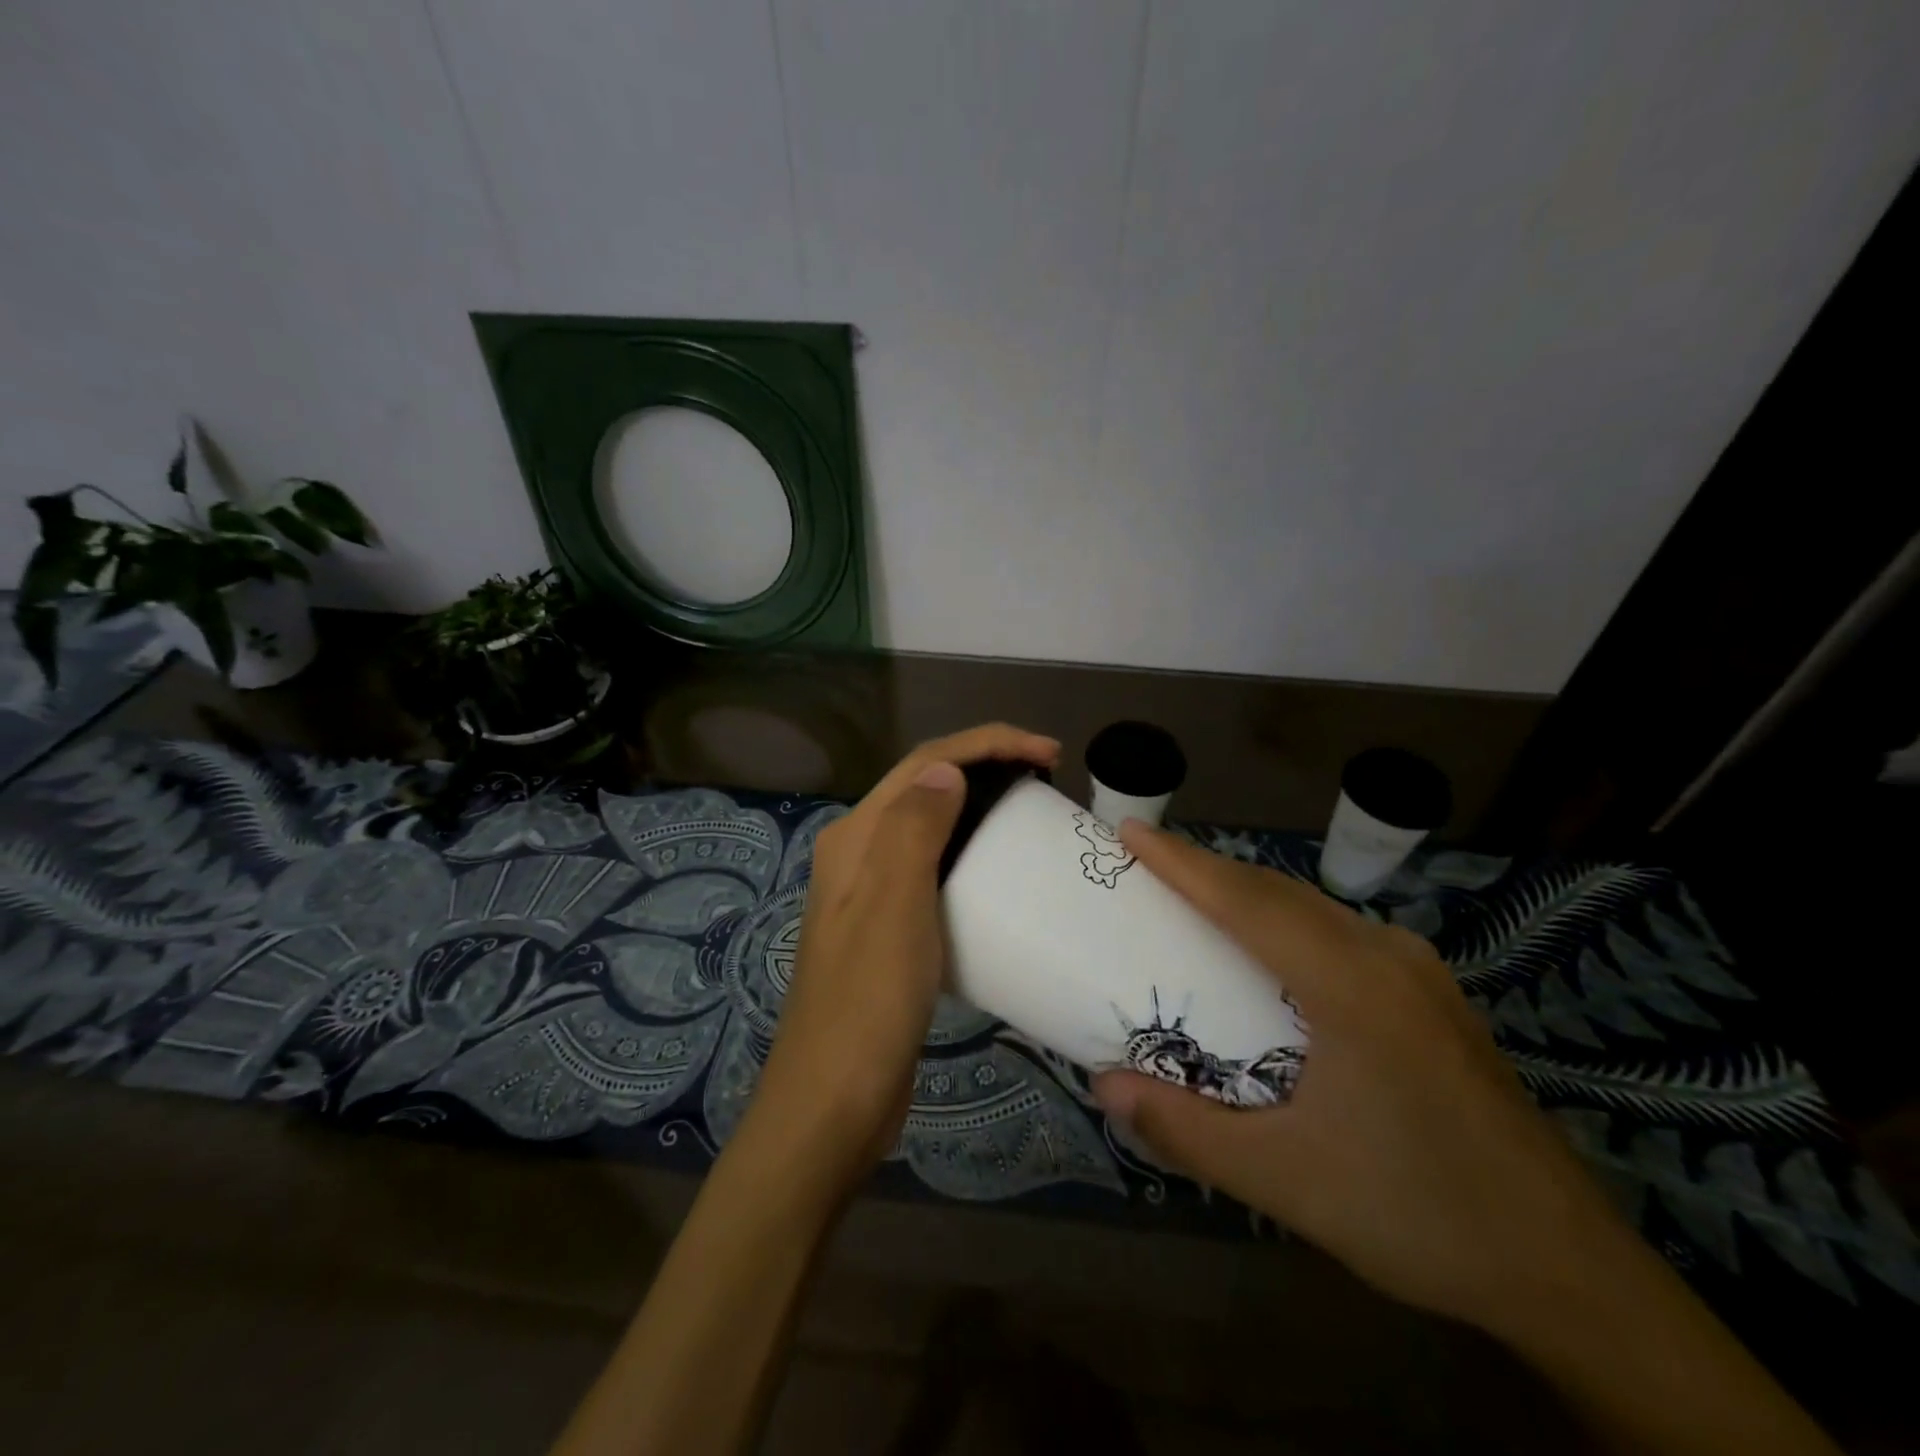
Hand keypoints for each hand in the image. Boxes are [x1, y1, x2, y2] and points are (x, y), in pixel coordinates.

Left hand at [751, 723, 1059, 1186]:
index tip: (1050, 753)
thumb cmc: (869, 1000)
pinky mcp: (890, 931)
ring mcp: (871, 895)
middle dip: (986, 766)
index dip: (988, 744)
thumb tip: (946, 767)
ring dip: (979, 807)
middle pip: (926, 787)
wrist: (835, 1102)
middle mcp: (858, 855)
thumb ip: (915, 826)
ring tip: (1030, 813)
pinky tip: (999, 873)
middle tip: (1048, 778)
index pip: (925, 764)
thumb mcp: (894, 903)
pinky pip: (935, 872)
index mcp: (855, 837)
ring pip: (932, 828)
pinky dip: (971, 855)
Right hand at [1090, 822, 1636, 1337]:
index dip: (1182, 863)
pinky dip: (1285, 920)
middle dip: (1207, 868)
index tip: (1129, 831)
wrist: (1569, 1273)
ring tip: (1192, 898)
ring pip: (1313, 907)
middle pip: (1279, 891)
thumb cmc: (1419, 1214)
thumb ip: (1186, 1132)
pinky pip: (1340, 932)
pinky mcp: (1432, 996)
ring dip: (1247, 893)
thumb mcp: (1286, 1181)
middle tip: (1145, 864)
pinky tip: (1268, 952)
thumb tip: (1104, 1087)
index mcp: (1352, 985)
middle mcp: (1387, 957)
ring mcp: (1418, 972)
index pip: (1248, 902)